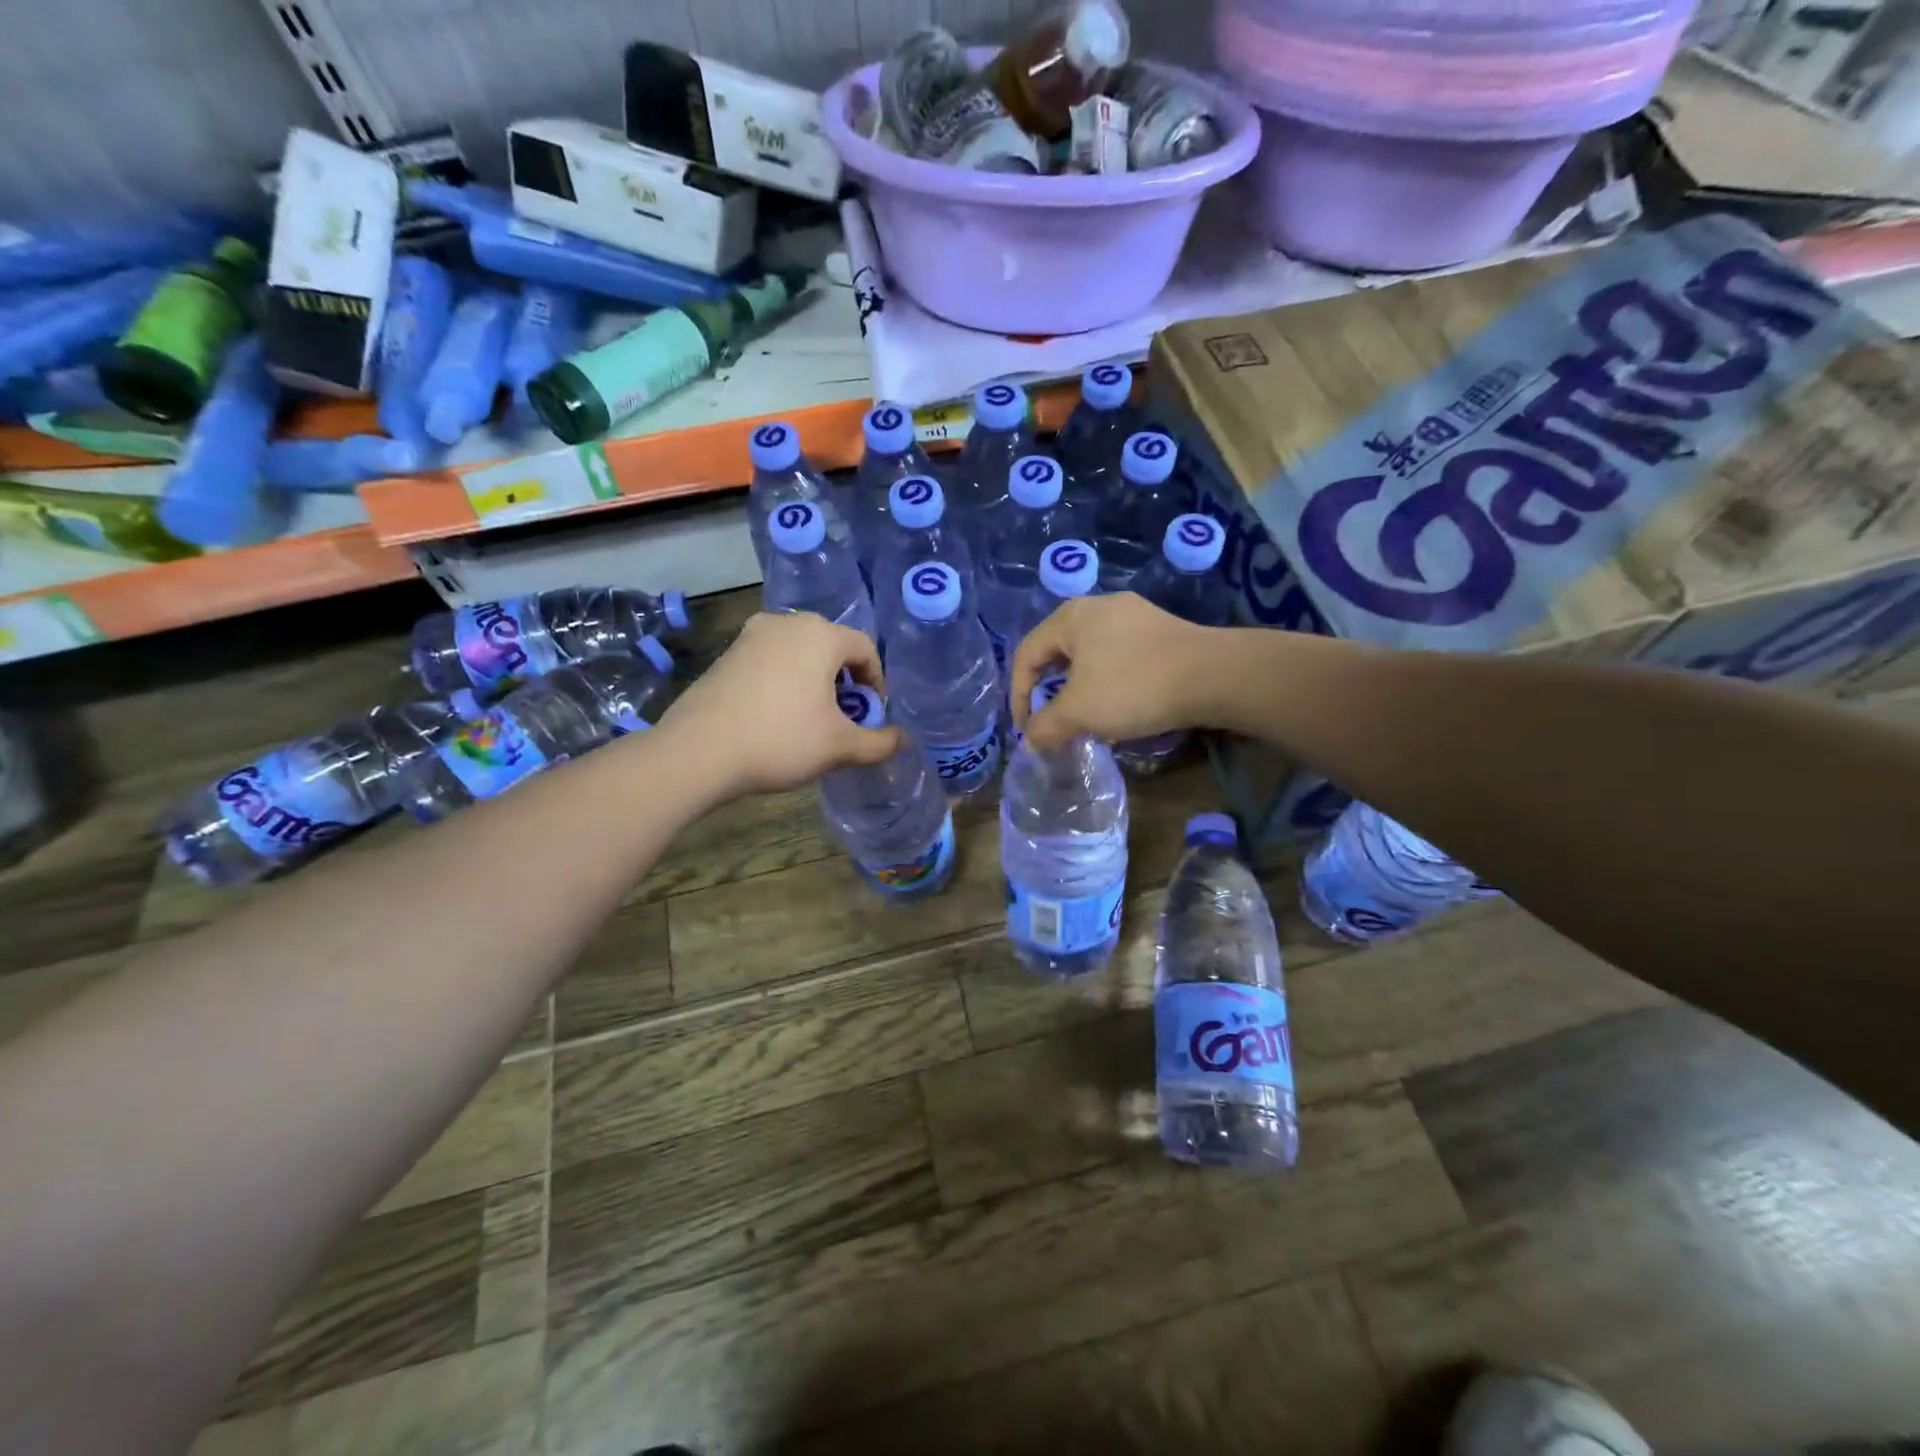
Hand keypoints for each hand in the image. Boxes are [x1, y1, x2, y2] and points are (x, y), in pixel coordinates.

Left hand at [658, 611, 902, 798]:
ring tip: (811, 719)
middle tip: (844, 717)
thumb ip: (879, 742)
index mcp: (820, 635)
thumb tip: (903, 740)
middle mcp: (786, 623)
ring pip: (799, 652)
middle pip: (831, 646)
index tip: (872, 715)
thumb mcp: (839, 747)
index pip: (865, 648)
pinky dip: (785, 681)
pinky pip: (771, 660)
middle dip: (845, 681)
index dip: (877, 682)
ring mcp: (751, 635)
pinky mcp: (727, 654)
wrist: (698, 752)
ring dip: (814, 680)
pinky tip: (777, 716)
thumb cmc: (780, 740)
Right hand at [1010, 593, 1221, 751]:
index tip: (1027, 731)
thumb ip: (1045, 726)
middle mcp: (1098, 607)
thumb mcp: (1079, 712)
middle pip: (1057, 653)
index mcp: (1070, 617)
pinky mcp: (1159, 631)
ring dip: (1078, 691)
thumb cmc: (1133, 687)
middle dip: (1049, 693)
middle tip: (1051, 724)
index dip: (1018, 696)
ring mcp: (1133, 616)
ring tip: (1084, 721)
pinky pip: (1117, 657)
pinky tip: (1119, 708)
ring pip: (1089, 656)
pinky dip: (1106, 684)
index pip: (1026, 655)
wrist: (1213, 676)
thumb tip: (1030, 741)